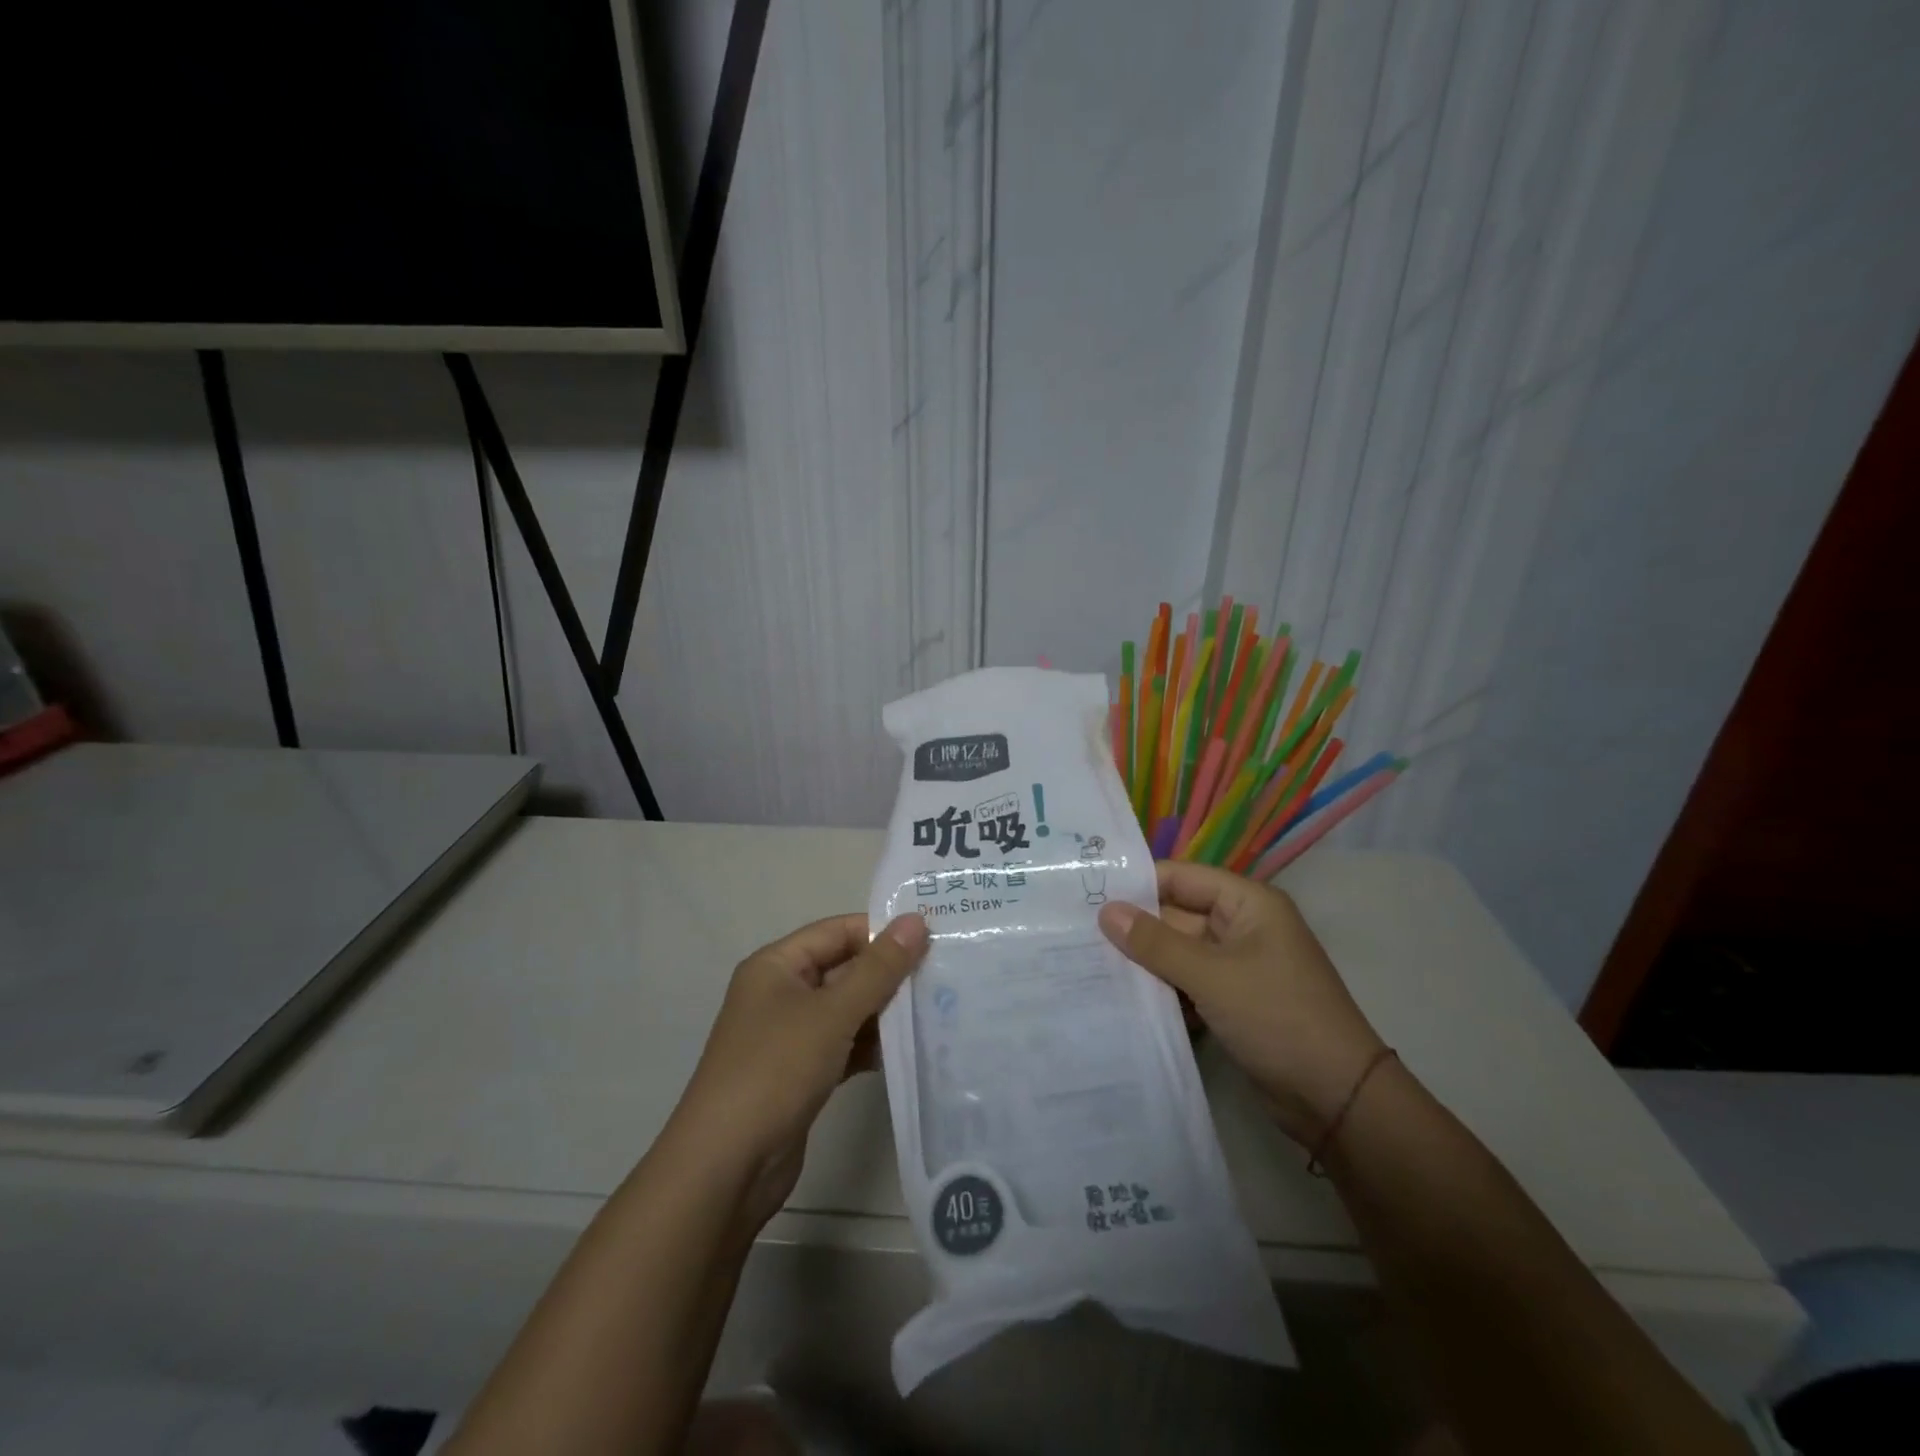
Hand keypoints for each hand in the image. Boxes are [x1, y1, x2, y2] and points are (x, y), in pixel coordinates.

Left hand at [668, 913, 928, 1233]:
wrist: (726, 1168)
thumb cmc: (775, 1070)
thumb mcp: (832, 1013)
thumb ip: (878, 968)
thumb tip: (916, 921)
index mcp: (776, 966)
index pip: (837, 931)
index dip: (880, 931)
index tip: (931, 938)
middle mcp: (780, 993)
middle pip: (843, 969)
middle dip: (888, 973)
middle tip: (943, 974)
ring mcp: (789, 1036)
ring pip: (846, 1010)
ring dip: (884, 1012)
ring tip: (936, 1010)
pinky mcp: (800, 1074)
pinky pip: (843, 1045)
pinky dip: (870, 1045)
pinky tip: (907, 1051)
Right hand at [1098, 861, 1384, 1146]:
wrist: (1337, 1100)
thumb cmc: (1278, 1018)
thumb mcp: (1212, 975)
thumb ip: (1156, 943)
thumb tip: (1106, 912)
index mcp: (1247, 903)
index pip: (1180, 878)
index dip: (1137, 885)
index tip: (1086, 896)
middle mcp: (1241, 927)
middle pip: (1176, 915)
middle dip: (1134, 928)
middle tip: (1077, 936)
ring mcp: (1237, 966)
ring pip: (1177, 952)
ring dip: (1144, 962)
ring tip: (1089, 965)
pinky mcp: (1231, 1001)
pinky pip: (1186, 983)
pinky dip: (1161, 989)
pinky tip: (1122, 998)